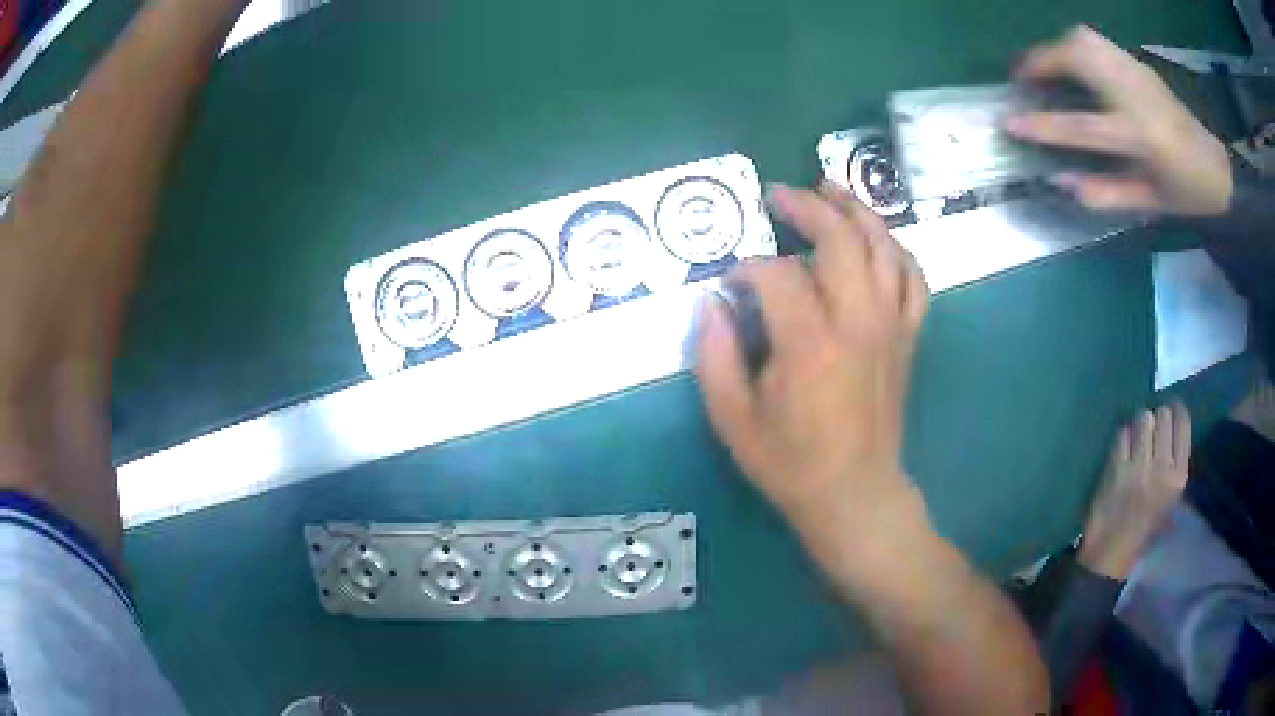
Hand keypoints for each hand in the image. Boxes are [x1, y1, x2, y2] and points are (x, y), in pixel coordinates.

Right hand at [694, 181, 930, 576]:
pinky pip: (914, 278)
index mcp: (810, 344)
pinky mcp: (908, 337)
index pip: (776, 275)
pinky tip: (879, 241)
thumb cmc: (791, 463)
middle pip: (840, 239)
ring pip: (883, 247)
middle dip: (807, 206)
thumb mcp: (733, 420)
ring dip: (857, 211)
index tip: (730, 283)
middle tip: (779, 195)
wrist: (856, 494)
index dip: (746, 269)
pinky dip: (898, 250)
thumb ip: (714, 356)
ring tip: (831, 189)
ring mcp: (891, 326)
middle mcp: (858, 322)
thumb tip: (713, 305)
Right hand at [1004, 26, 1232, 215]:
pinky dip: (1073, 45)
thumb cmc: (1183, 193)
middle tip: (1022, 78)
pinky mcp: (1136, 62)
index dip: (1043, 125)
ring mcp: (1135, 72)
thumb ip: (1104, 193)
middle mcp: (1134, 96)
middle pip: (1079, 59)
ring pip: (1083, 40)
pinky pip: (1094, 41)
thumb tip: (1058, 179)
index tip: (1009, 122)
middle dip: (1042, 61)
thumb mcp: (1148, 205)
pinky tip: (1071, 62)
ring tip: (1044, 67)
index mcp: (1140, 139)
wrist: (1214, 167)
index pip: (1082, 128)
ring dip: (1055, 48)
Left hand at [1079, 403, 1190, 579]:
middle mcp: (1162, 468)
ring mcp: (1138, 467)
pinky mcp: (1116, 468)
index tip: (1171, 411)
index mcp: (1178, 477)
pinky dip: (1122, 438)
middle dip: (1156, 418)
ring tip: (1136, 440)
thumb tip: (1174, 427)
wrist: (1110, 556)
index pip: (1183, 423)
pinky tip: (1122, 453)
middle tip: (1151, 430)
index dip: (1176, 411)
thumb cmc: (1143, 531)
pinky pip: (1122, 434)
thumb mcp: (1171, 502)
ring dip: (1138, 425)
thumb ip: (1174, 466)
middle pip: (1162, 415)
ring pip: (1142, 419)